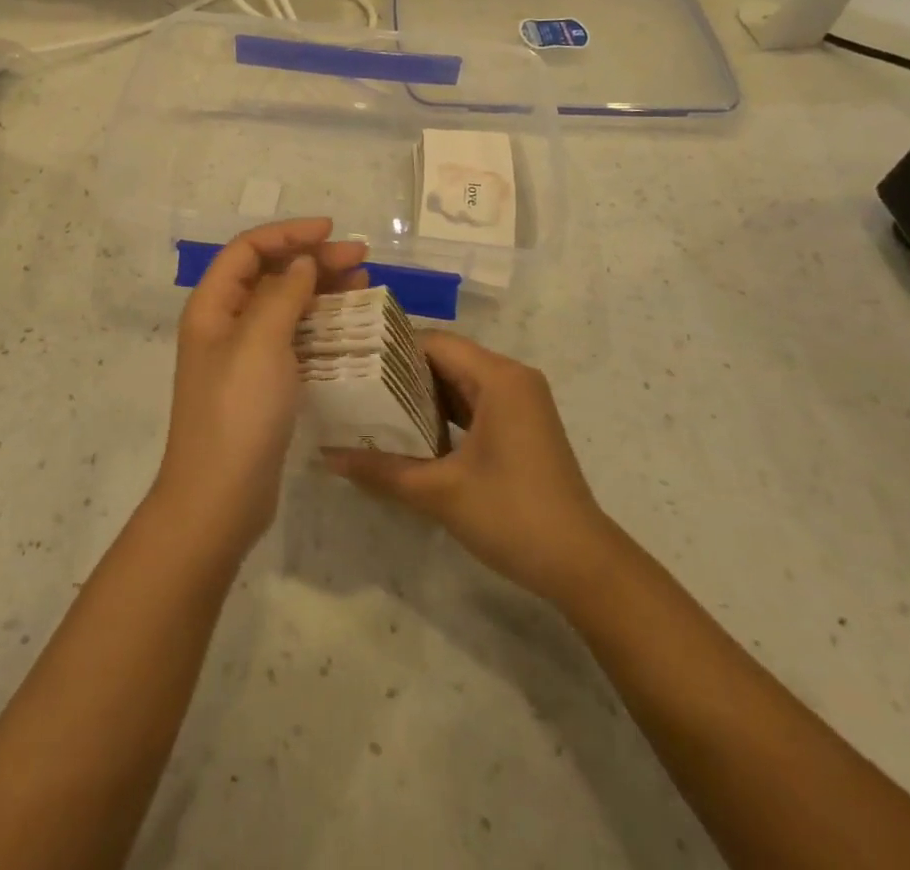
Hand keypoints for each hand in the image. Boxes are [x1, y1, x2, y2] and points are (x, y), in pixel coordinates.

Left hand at [154, 219, 367, 558]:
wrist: (220, 498)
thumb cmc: (237, 412)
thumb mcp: (260, 343)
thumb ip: (282, 294)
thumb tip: (301, 263)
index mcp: (212, 306)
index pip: (248, 250)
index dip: (288, 233)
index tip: (330, 230)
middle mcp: (225, 324)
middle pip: (270, 275)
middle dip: (313, 260)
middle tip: (361, 259)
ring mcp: (244, 356)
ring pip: (285, 306)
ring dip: (321, 290)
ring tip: (364, 282)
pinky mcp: (263, 383)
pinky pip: (293, 338)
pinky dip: (320, 325)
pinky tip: (350, 324)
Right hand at [325, 333, 610, 607]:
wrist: (583, 565)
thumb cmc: (513, 516)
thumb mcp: (440, 493)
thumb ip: (382, 470)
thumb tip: (326, 457)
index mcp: (499, 378)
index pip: (433, 343)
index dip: (390, 349)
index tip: (351, 363)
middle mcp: (512, 378)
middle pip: (445, 358)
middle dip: (400, 372)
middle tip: (353, 384)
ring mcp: (520, 402)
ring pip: (459, 382)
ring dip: (420, 394)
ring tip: (370, 405)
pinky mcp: (521, 425)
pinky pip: (474, 403)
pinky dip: (443, 412)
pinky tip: (409, 430)